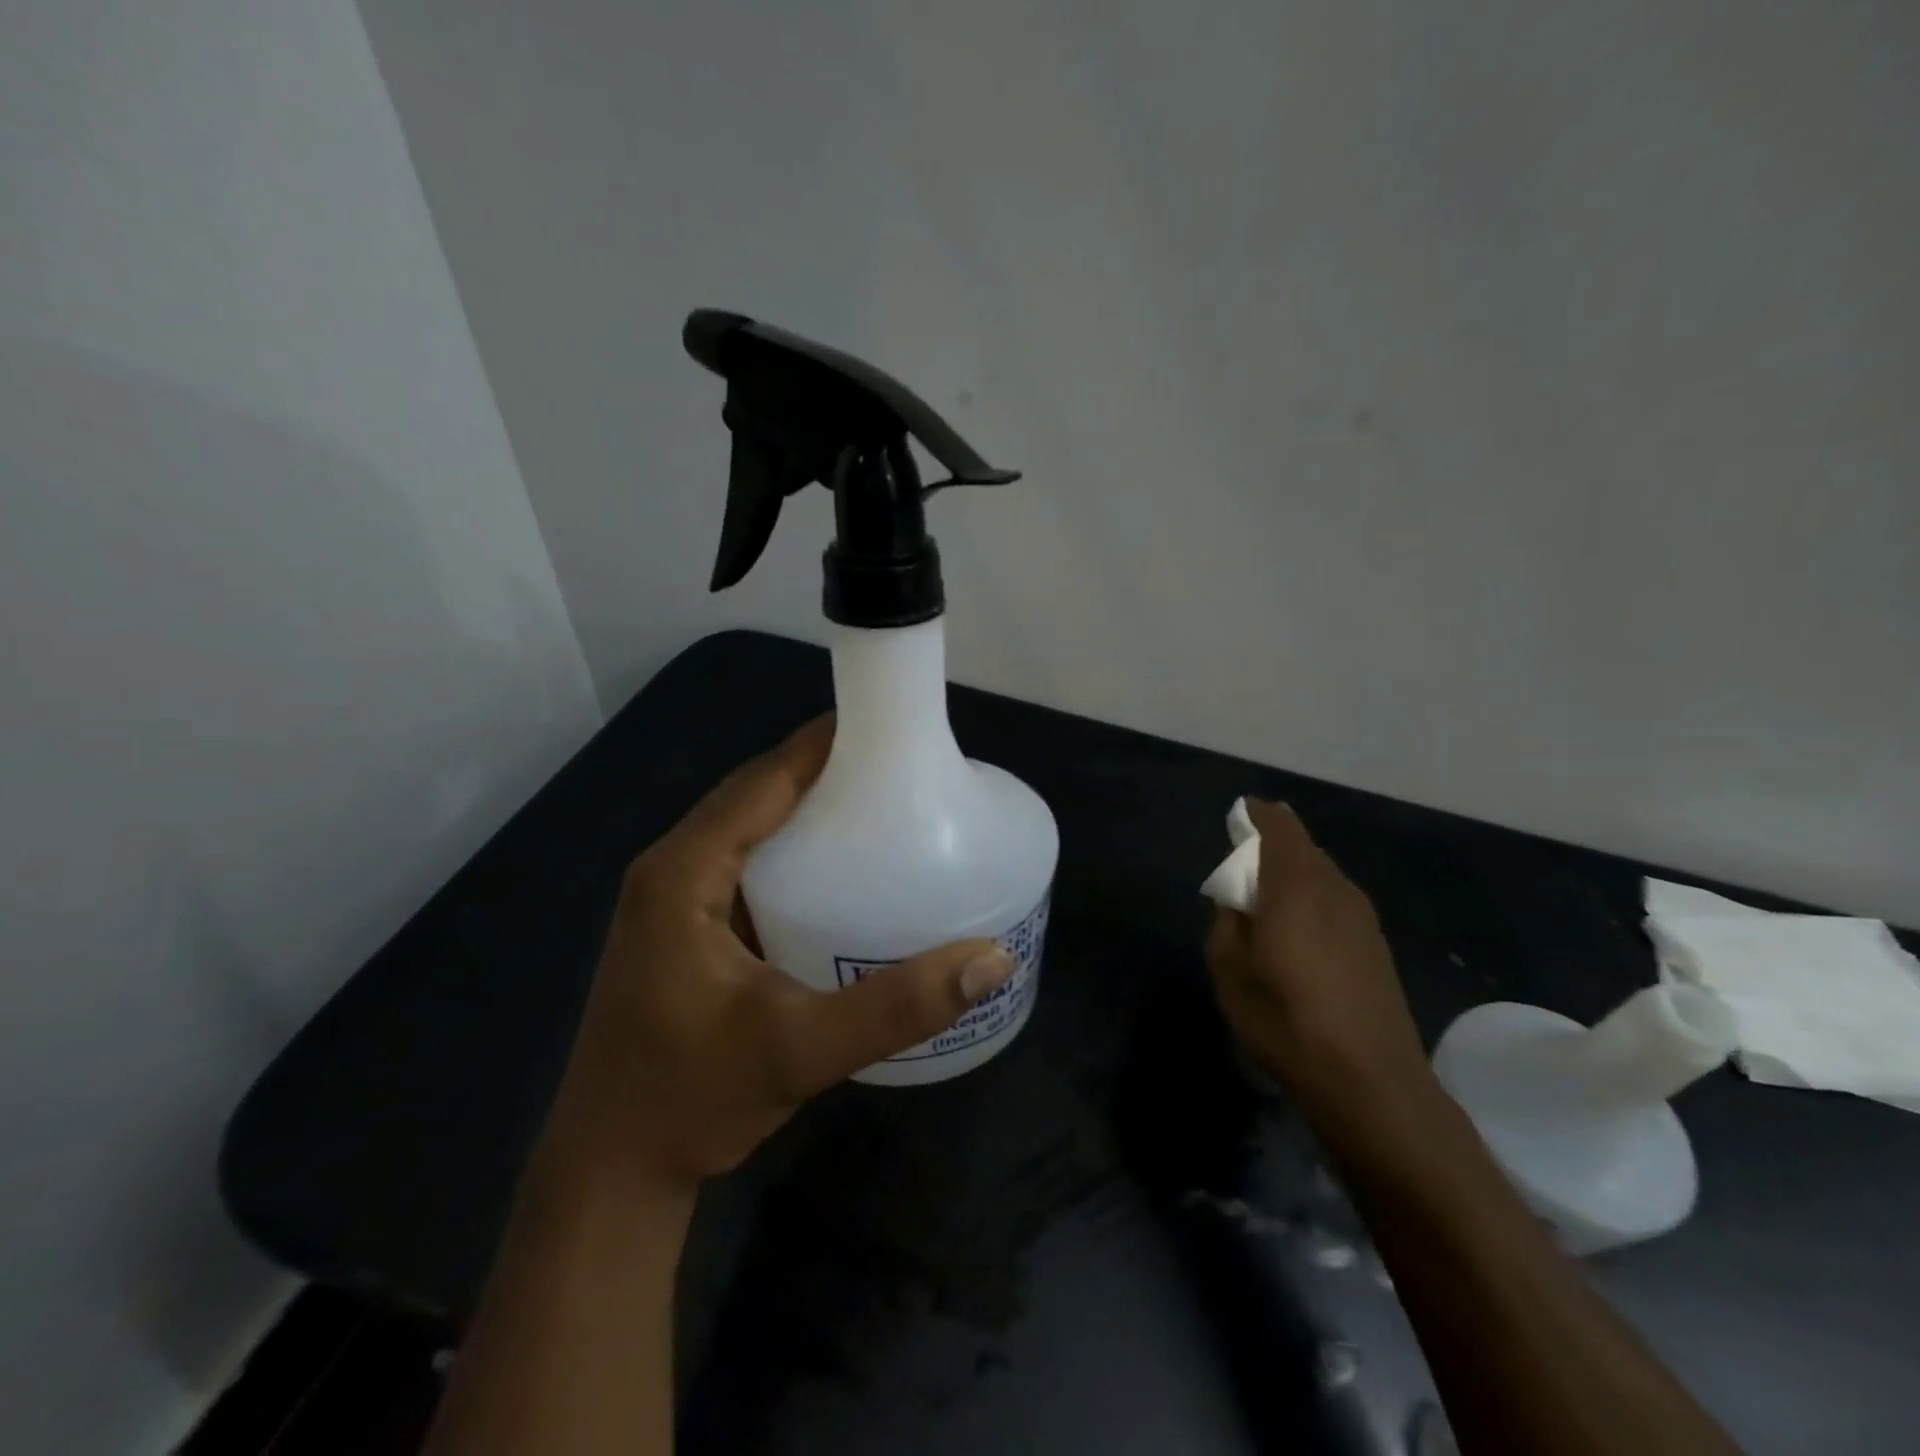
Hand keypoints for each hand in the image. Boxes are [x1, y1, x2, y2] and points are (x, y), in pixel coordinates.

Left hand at [551, 716, 1012, 1189]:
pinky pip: (744, 862)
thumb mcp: (800, 1050)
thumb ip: (896, 1006)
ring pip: (748, 827)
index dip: (822, 745)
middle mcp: (671, 870)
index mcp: (683, 873)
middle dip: (823, 772)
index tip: (888, 726)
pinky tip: (840, 869)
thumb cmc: (693, 1099)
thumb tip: (990, 960)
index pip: (762, 781)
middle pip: (755, 795)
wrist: (612, 1171)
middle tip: (899, 769)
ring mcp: (672, 899)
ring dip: (807, 809)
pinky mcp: (684, 927)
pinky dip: (791, 848)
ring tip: (880, 806)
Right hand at [1206, 800, 1430, 1113]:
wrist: (1371, 1084)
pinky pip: (1336, 903)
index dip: (1256, 815)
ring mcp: (1364, 918)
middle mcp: (1336, 889)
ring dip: (1293, 878)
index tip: (1236, 817)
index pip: (1279, 826)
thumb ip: (1228, 921)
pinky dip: (1312, 903)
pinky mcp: (1377, 946)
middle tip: (1242, 872)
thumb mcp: (1230, 969)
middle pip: (1302, 849)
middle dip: (1272, 849)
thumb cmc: (1286, 1019)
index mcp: (1296, 885)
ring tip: (1267, 907)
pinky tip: (1298, 937)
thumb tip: (1238, 902)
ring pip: (1322, 876)